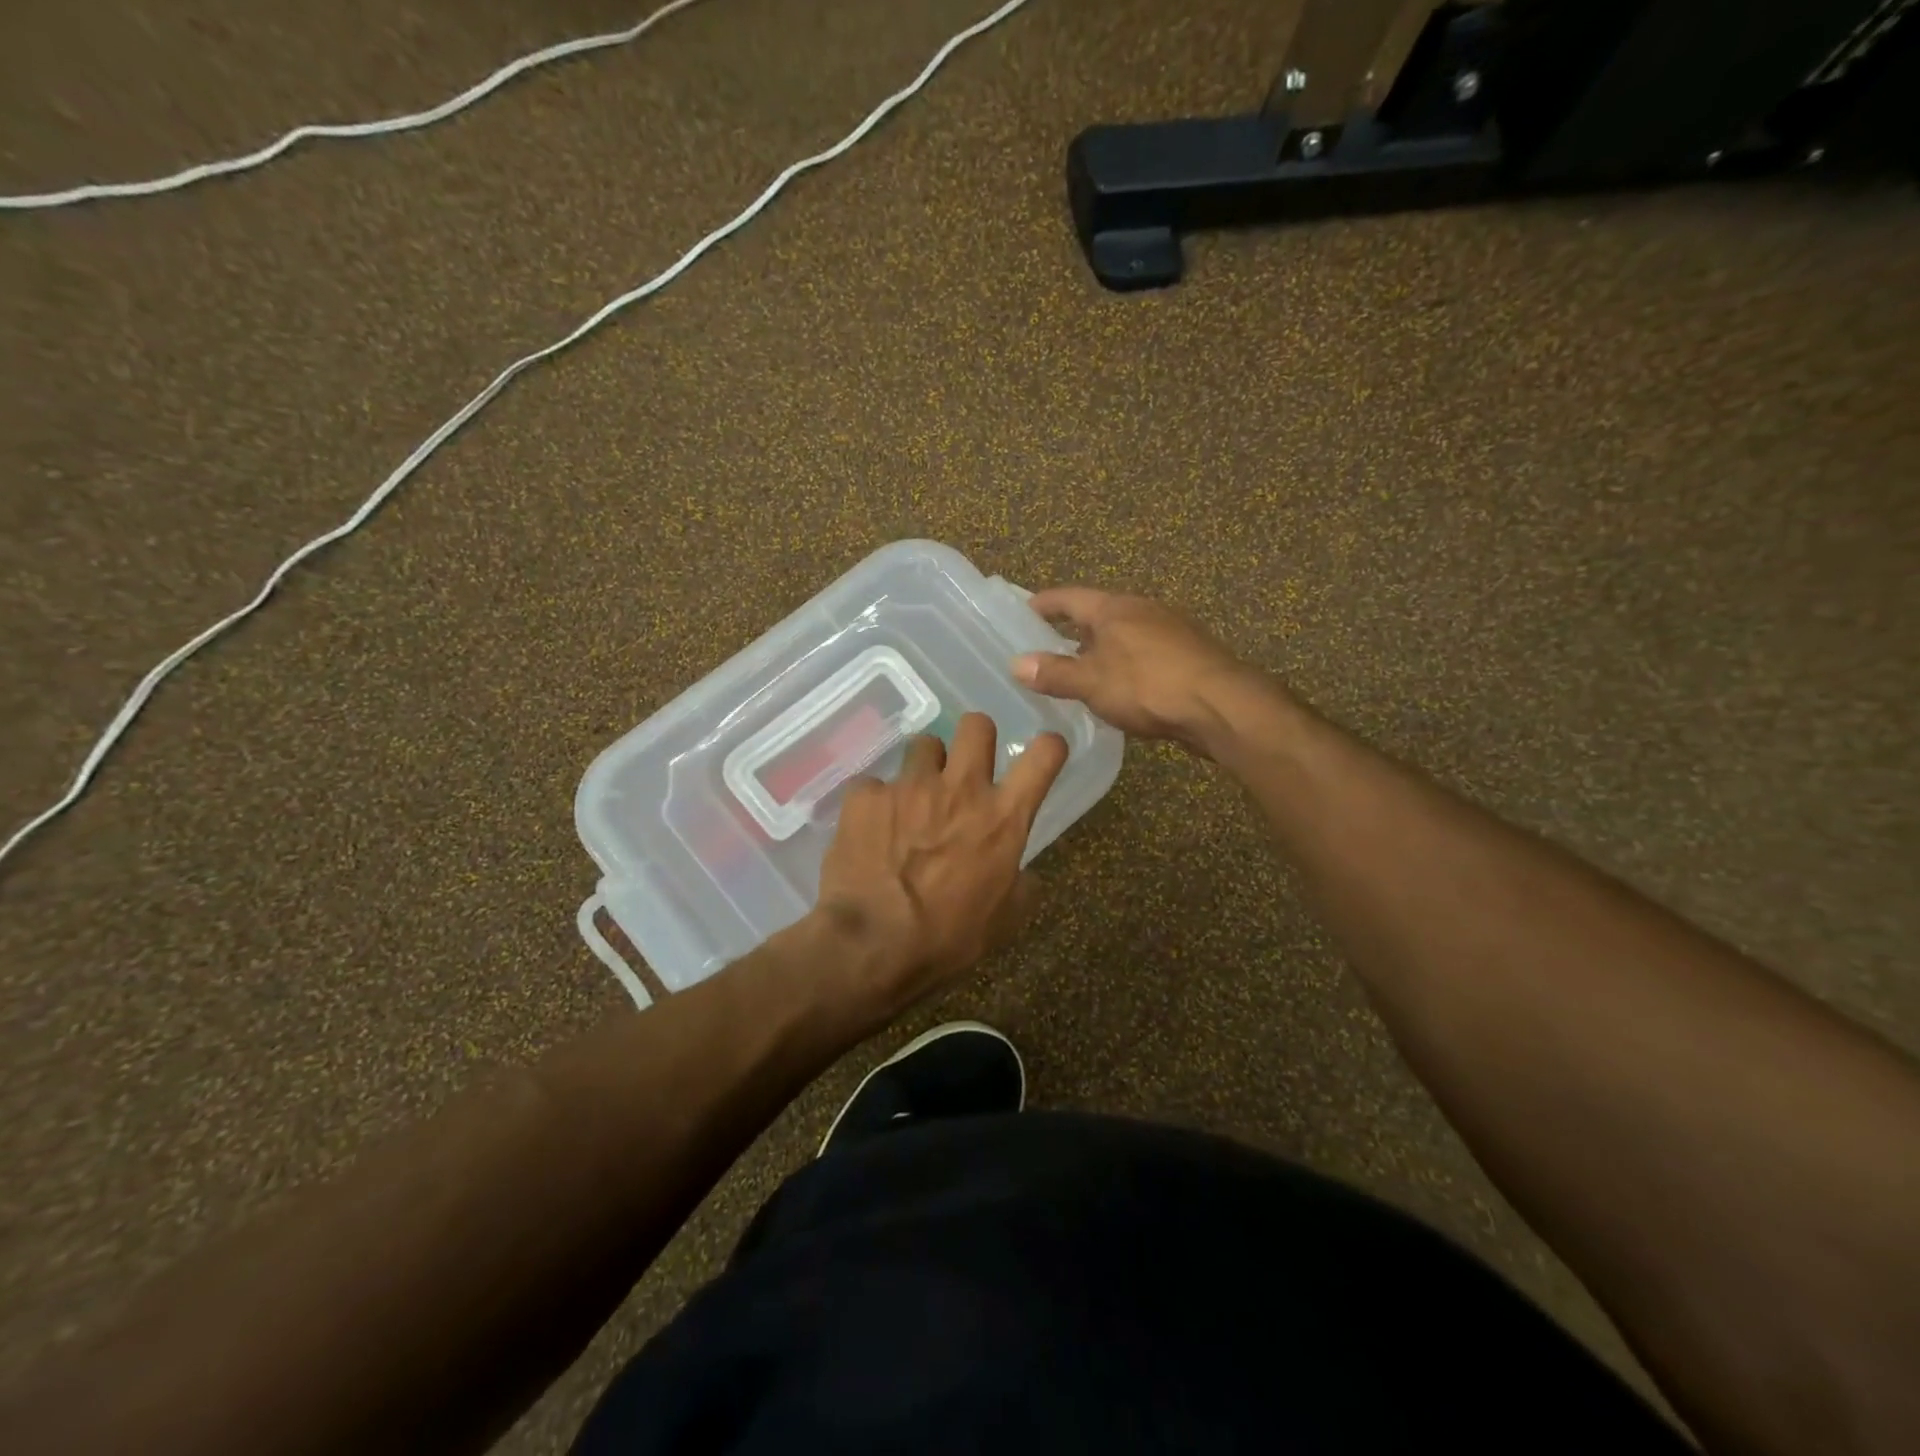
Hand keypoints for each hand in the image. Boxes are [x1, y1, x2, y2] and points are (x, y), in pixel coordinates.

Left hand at [815, 713, 1067, 1014]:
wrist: (873, 944)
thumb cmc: (948, 938)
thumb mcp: (1005, 921)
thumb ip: (1021, 884)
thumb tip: (1021, 873)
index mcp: (1003, 817)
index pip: (1045, 755)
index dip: (1048, 747)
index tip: (1041, 755)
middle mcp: (960, 788)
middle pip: (976, 724)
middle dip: (974, 740)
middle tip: (964, 770)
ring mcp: (910, 786)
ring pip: (924, 745)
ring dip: (924, 768)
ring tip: (913, 801)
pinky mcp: (866, 795)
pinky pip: (875, 784)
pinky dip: (876, 803)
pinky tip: (870, 831)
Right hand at [1013, 587, 1266, 754]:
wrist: (1221, 705)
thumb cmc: (1147, 685)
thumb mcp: (1091, 682)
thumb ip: (1054, 673)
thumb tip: (1016, 664)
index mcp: (1115, 608)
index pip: (1069, 597)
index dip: (1044, 604)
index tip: (1023, 611)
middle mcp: (1143, 610)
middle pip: (1099, 614)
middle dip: (1073, 630)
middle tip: (1048, 649)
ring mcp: (1171, 630)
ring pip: (1124, 635)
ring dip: (1102, 650)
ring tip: (1082, 673)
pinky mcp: (1189, 655)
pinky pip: (1146, 654)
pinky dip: (1126, 665)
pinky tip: (1122, 689)